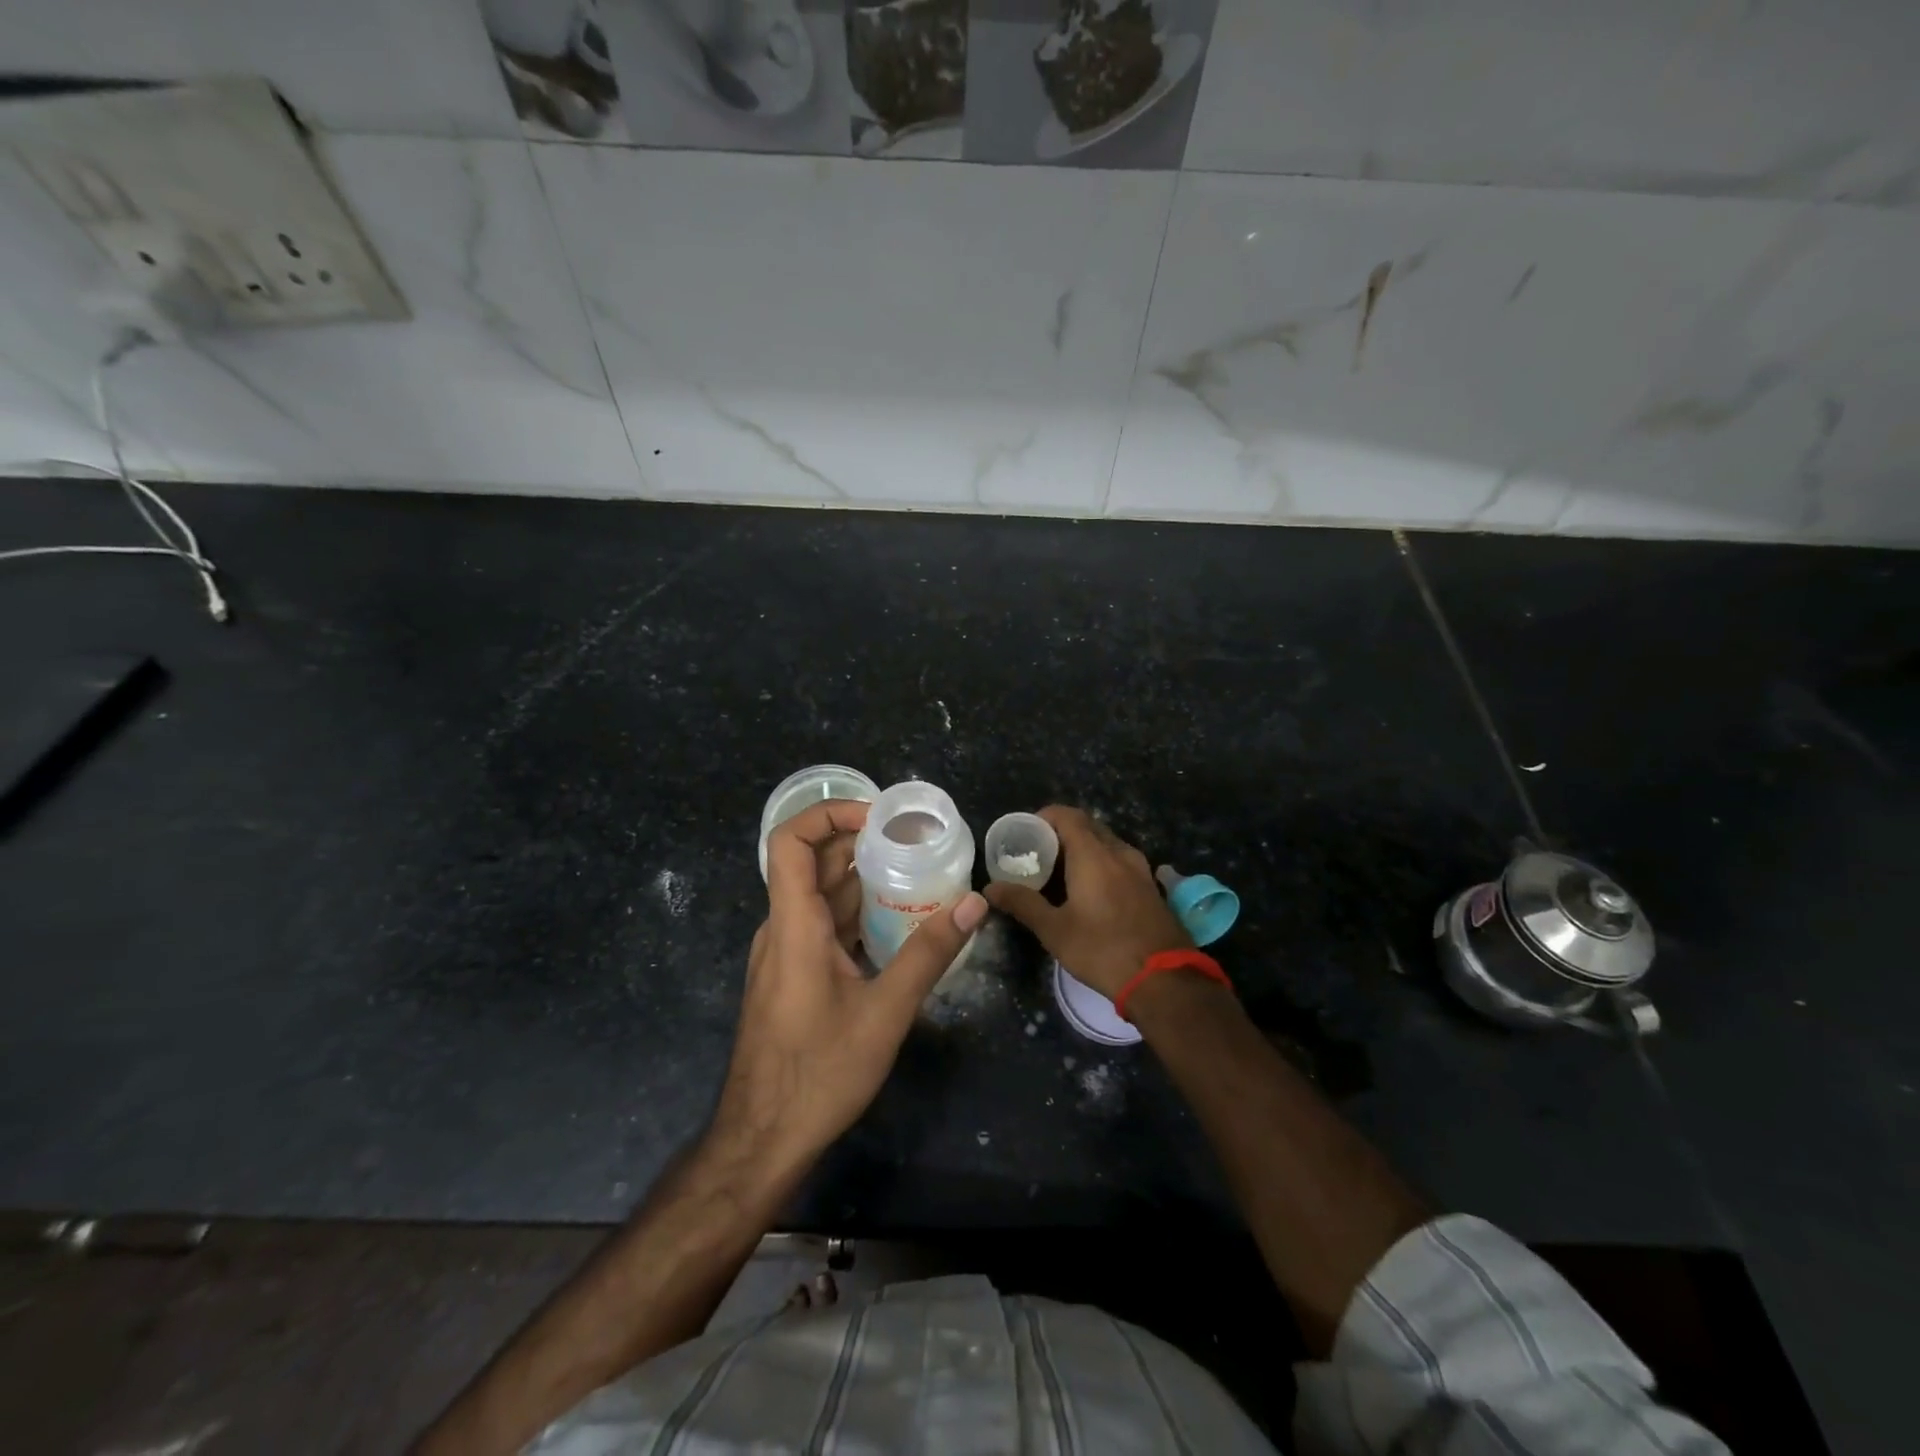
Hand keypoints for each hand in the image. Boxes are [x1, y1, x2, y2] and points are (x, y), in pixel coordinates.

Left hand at [714, 799, 986, 1170]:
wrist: (763, 1138)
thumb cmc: (819, 1073)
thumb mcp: (885, 1012)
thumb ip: (930, 953)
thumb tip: (975, 903)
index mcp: (794, 924)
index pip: (790, 841)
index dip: (829, 814)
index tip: (879, 818)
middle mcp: (783, 928)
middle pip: (813, 863)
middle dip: (861, 843)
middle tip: (915, 842)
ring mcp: (785, 952)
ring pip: (821, 895)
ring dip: (863, 878)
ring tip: (917, 873)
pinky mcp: (793, 974)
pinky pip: (824, 924)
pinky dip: (857, 912)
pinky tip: (897, 923)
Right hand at [984, 806, 1190, 998]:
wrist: (1165, 980)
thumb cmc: (1103, 950)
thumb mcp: (1055, 930)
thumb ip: (1022, 903)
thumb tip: (990, 889)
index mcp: (1093, 855)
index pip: (1067, 815)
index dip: (1044, 817)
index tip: (1025, 833)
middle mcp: (1119, 853)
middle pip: (1088, 826)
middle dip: (1061, 832)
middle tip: (1037, 853)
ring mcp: (1140, 869)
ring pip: (1107, 844)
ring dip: (1083, 848)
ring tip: (1060, 872)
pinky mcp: (1151, 888)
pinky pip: (1121, 861)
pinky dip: (1101, 863)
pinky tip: (1090, 890)